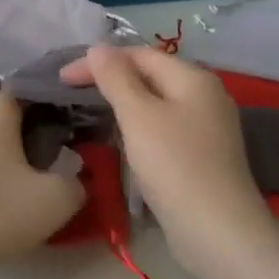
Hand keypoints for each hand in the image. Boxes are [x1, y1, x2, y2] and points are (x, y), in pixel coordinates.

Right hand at [61, 46, 278, 271]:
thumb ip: (116, 79)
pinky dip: (138, 126)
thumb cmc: (174, 166)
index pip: (139, 54)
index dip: (99, 61)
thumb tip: (98, 48)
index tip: (62, 78)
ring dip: (123, 103)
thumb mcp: (138, 116)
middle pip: (150, 75)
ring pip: (156, 103)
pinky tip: (122, 140)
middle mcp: (204, 95)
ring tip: (91, 112)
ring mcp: (206, 127)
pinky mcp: (201, 154)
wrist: (217, 230)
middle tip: (72, 92)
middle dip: (110, 79)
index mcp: (193, 78)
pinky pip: (163, 127)